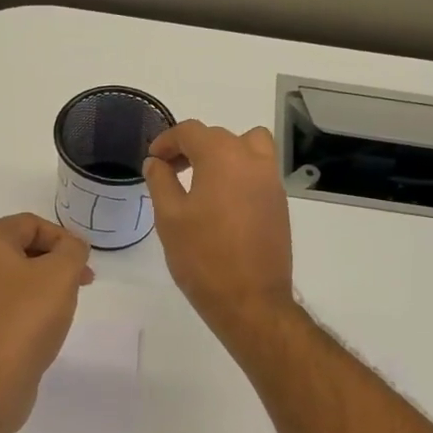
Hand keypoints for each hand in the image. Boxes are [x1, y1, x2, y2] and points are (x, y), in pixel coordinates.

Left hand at [0, 214, 93, 432]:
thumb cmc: (25, 318)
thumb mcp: (61, 274)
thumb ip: (73, 250)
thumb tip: (71, 247)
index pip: (31, 223)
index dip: (64, 238)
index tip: (85, 262)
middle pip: (20, 248)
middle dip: (55, 261)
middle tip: (83, 281)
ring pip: (12, 277)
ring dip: (43, 284)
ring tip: (65, 304)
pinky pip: (3, 303)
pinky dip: (26, 306)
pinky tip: (43, 325)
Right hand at [143, 121, 294, 340]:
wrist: (250, 300)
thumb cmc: (203, 257)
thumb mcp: (169, 217)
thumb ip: (161, 181)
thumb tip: (156, 162)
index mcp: (223, 157)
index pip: (191, 131)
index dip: (167, 141)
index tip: (153, 160)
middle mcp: (252, 160)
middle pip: (219, 136)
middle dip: (191, 147)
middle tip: (170, 170)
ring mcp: (271, 181)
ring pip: (248, 146)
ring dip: (223, 152)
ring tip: (203, 178)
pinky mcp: (279, 203)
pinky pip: (258, 171)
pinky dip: (239, 171)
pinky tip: (221, 201)